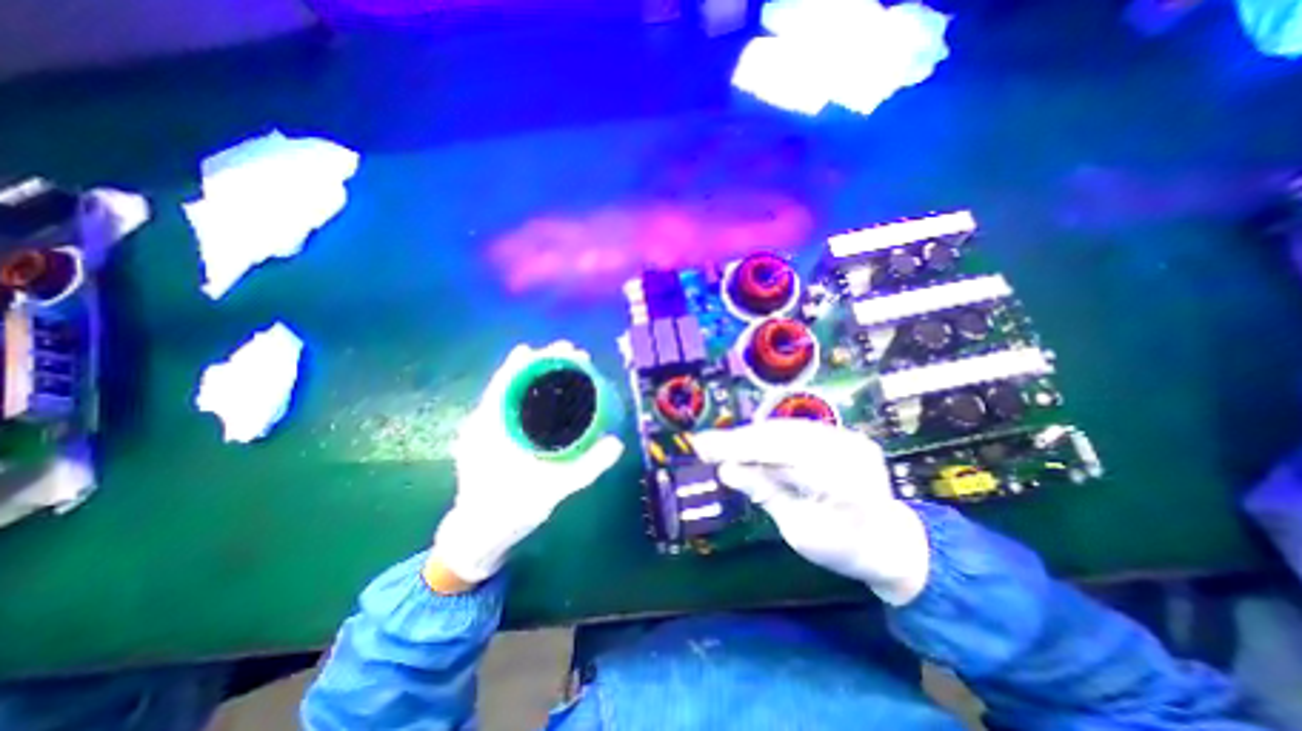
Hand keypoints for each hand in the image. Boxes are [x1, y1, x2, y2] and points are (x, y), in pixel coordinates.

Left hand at [430, 341, 624, 587]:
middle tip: (575, 356)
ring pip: (513, 393)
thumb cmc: (507, 514)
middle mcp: (484, 422)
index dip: (534, 360)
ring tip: (568, 368)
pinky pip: (514, 407)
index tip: (561, 349)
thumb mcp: (549, 492)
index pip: (509, 380)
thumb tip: (617, 443)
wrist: (476, 538)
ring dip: (538, 377)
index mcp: (489, 428)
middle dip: (543, 363)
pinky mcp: (493, 438)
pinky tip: (553, 397)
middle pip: (514, 381)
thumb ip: (584, 469)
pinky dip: (533, 395)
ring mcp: (487, 430)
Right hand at [696, 419, 931, 601]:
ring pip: (786, 428)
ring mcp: (848, 438)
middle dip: (739, 439)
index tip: (703, 447)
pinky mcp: (841, 434)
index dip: (739, 447)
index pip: (782, 453)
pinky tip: (745, 443)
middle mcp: (848, 449)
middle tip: (703, 444)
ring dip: (749, 437)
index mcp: (845, 481)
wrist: (890, 543)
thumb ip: (766, 494)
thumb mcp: (800, 533)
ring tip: (718, 444)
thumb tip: (727, 470)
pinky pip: (795, 431)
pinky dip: (766, 437)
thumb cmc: (845, 551)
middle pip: (782, 435)